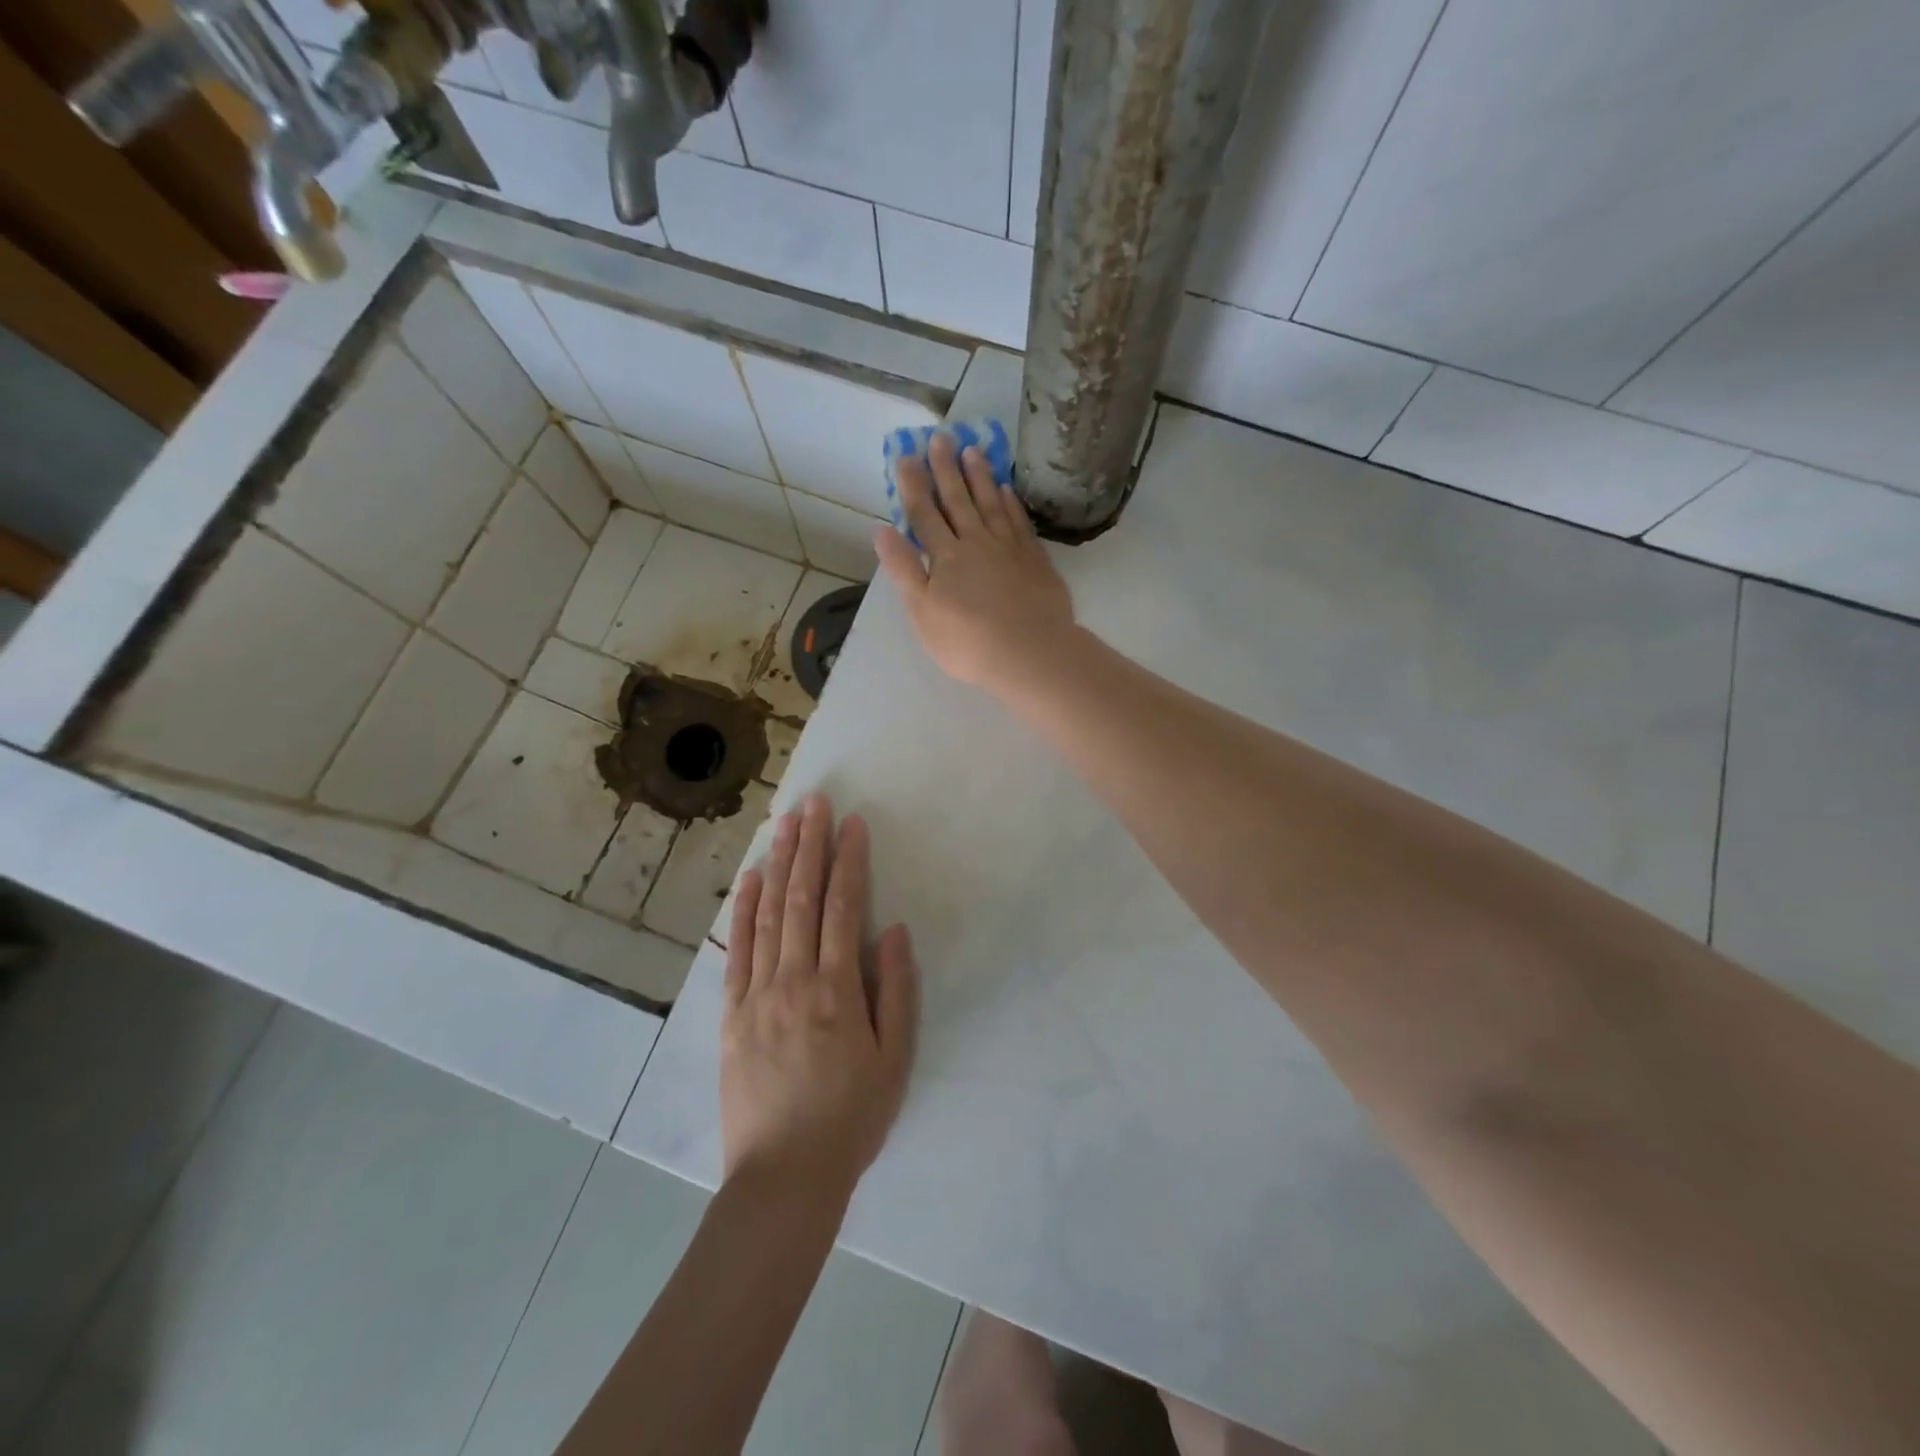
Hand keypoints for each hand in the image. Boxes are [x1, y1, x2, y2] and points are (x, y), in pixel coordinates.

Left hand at [721, 794, 918, 1204]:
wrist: (785, 1176)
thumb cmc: (851, 1117)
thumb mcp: (894, 1059)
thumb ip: (897, 990)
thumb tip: (895, 930)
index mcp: (838, 990)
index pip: (844, 908)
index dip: (849, 861)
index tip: (853, 823)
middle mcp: (794, 980)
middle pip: (803, 898)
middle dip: (810, 845)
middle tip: (814, 802)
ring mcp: (757, 994)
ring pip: (768, 914)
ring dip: (778, 864)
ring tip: (784, 823)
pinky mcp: (731, 1013)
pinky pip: (737, 950)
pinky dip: (744, 910)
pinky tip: (751, 880)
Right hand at [874, 432, 1078, 698]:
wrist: (1031, 653)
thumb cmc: (969, 642)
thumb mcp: (923, 612)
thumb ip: (903, 569)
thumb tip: (882, 529)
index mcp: (946, 557)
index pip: (924, 514)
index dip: (914, 485)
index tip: (907, 455)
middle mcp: (976, 542)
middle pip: (958, 500)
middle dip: (946, 468)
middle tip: (940, 437)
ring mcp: (1009, 548)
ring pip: (991, 503)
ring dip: (980, 476)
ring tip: (972, 449)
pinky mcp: (1035, 559)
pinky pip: (1019, 521)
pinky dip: (1010, 502)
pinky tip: (1006, 489)